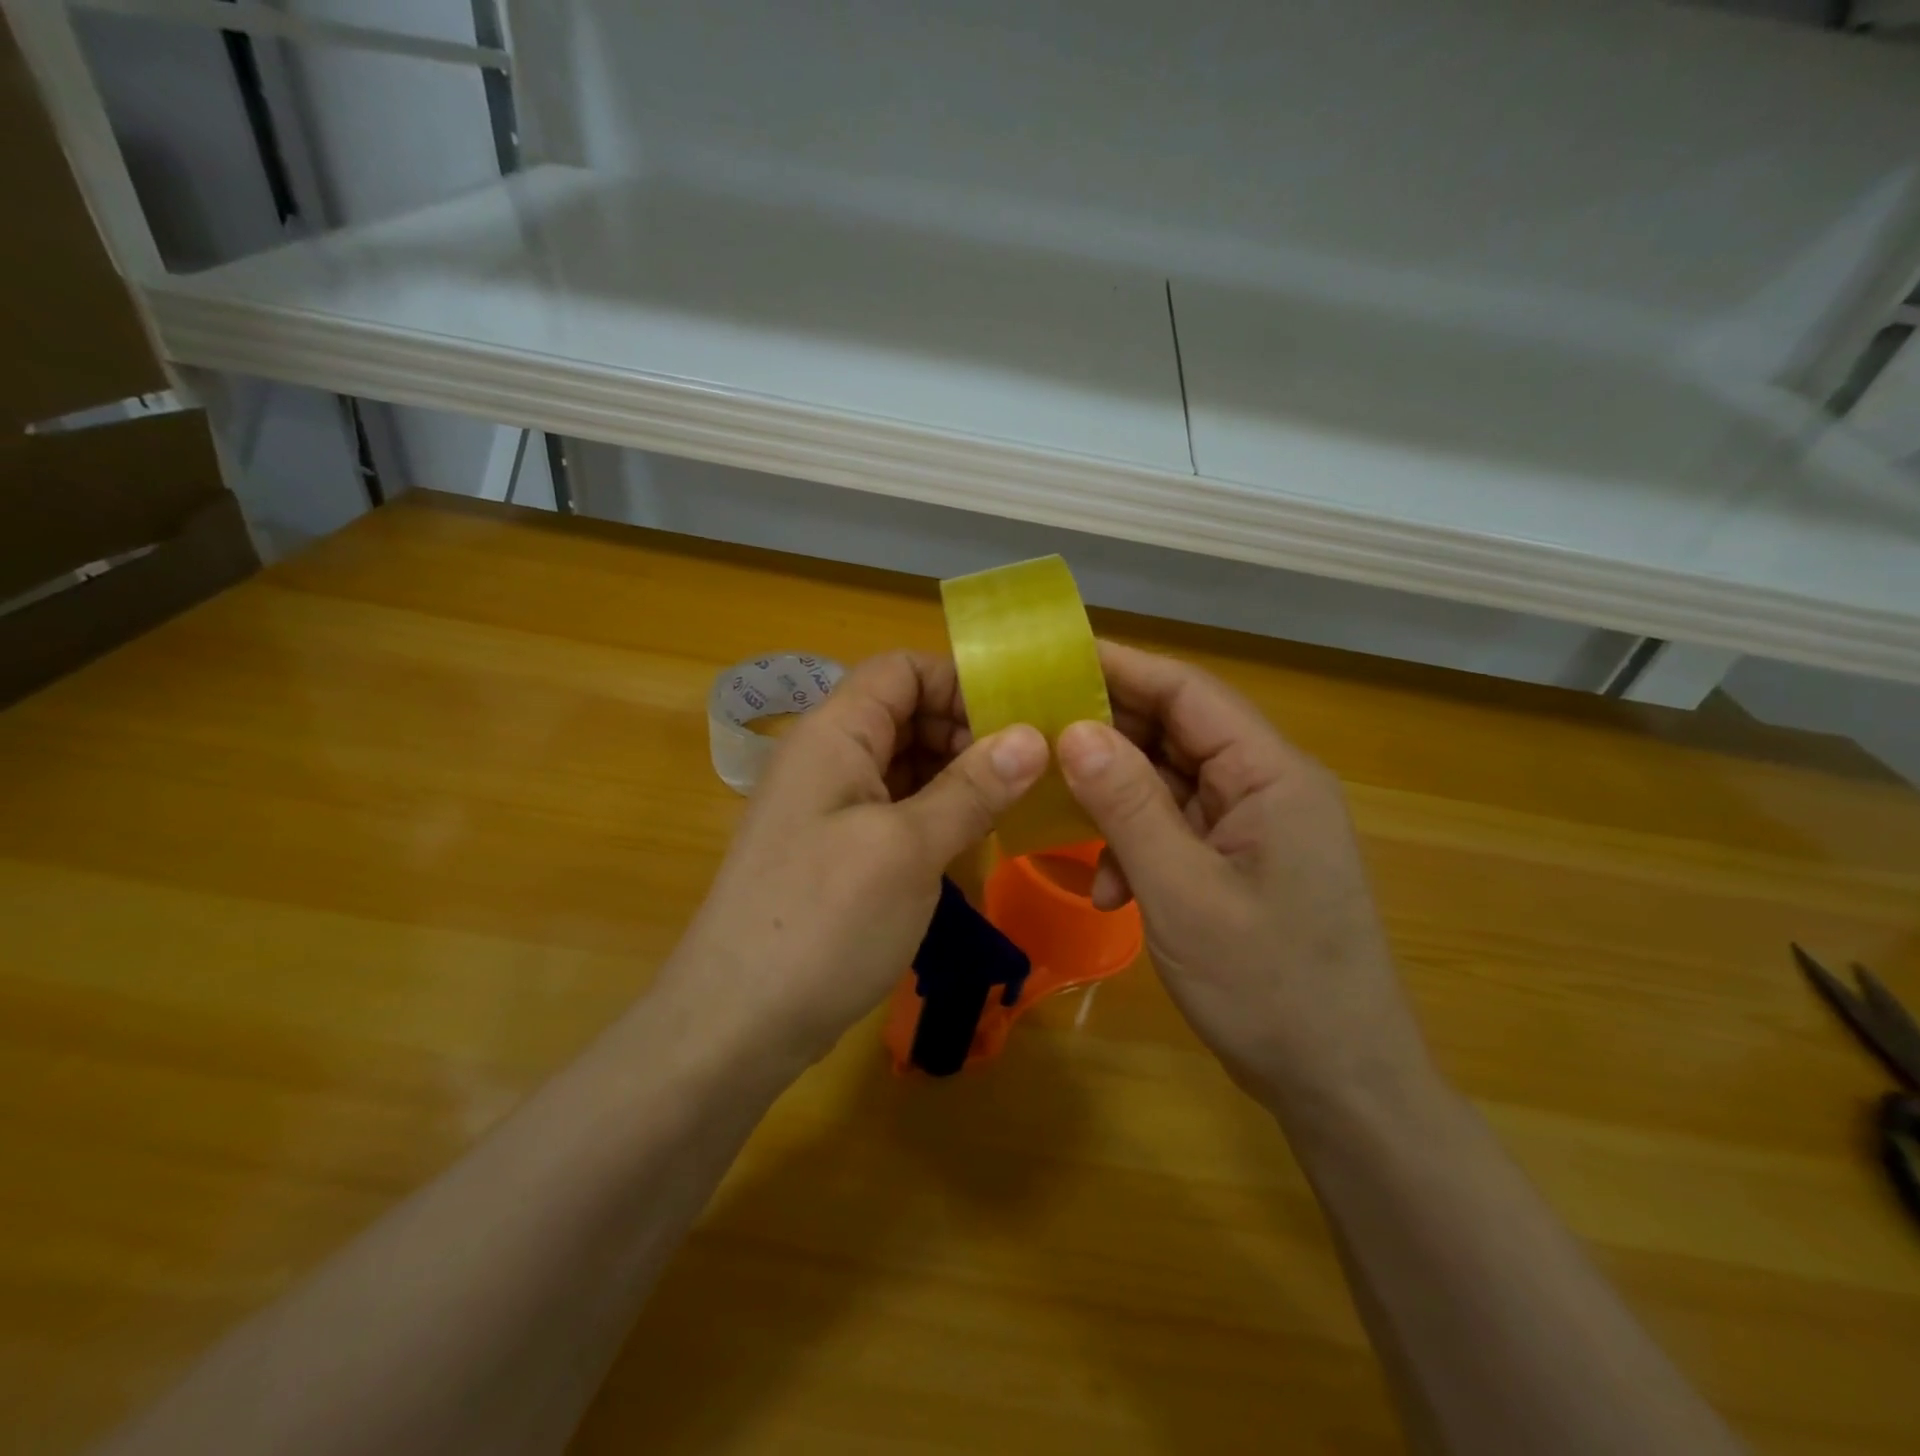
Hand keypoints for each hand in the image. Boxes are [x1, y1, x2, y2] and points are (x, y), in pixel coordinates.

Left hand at [658, 651, 1046, 1078]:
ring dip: (956, 777)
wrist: (735, 1024)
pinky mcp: (835, 851)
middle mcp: (827, 757)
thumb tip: (1031, 736)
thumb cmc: (823, 922)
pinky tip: (972, 841)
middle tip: (1030, 770)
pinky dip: (934, 814)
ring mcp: (828, 806)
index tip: (1020, 719)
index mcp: (835, 734)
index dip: (960, 682)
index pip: (901, 670)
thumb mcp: (908, 850)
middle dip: (967, 732)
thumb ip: (971, 788)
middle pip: (905, 714)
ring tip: (1014, 804)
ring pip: (903, 765)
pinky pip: (893, 809)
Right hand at [1055, 642, 1430, 1111]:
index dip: (1123, 668)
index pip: (1190, 693)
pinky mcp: (1242, 865)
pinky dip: (1138, 849)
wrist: (1341, 1086)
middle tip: (1035, 735)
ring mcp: (1256, 828)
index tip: (1054, 661)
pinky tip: (1109, 892)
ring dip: (1118, 804)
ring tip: (1061, 819)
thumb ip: (1127, 806)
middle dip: (1108, 737)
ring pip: (1171, 786)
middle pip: (1177, 734)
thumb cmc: (1269, 987)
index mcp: (1271, 775)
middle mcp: (1268, 787)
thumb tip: (1074, 731)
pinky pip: (1178, 832)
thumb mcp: (1182, 892)